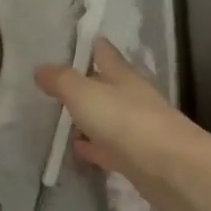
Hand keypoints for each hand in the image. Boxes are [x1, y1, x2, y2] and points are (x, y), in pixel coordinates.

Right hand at [34, 39, 210, 210]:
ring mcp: (137, 128)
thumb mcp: (84, 94)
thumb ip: (61, 80)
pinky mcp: (137, 158)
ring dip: (89, 117)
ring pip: (108, 116)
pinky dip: (94, 146)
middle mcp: (132, 96)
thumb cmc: (126, 121)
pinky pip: (109, 147)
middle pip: (107, 84)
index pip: (105, 52)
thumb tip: (40, 69)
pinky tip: (79, 149)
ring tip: (64, 118)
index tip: (77, 42)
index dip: (91, 45)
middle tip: (60, 83)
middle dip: (88, 82)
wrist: (171, 169)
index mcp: (122, 75)